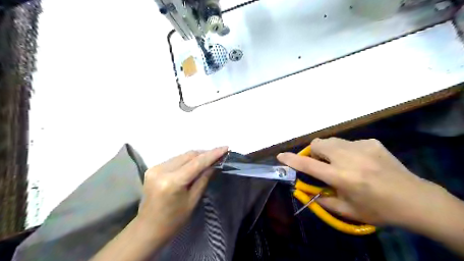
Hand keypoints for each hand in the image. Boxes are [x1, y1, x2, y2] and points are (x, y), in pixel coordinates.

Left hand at [136, 146, 227, 242]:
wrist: (148, 228)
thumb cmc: (174, 220)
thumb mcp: (193, 200)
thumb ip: (203, 179)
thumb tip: (214, 164)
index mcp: (172, 182)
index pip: (196, 162)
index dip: (212, 154)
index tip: (225, 148)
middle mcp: (162, 170)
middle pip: (189, 155)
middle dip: (205, 153)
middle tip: (219, 154)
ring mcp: (155, 168)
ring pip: (182, 155)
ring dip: (196, 156)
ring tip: (209, 158)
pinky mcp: (152, 168)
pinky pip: (175, 160)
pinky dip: (186, 160)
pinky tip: (194, 163)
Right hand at [276, 138, 443, 225]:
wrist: (415, 200)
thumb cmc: (378, 209)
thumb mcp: (347, 210)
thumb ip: (322, 199)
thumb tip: (305, 189)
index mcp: (342, 177)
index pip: (309, 165)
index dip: (292, 159)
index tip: (281, 156)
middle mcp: (349, 158)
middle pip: (318, 143)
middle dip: (314, 152)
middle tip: (322, 165)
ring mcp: (362, 147)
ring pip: (332, 140)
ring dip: (329, 150)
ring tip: (340, 163)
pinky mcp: (372, 142)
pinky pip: (349, 143)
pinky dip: (346, 151)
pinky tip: (360, 162)